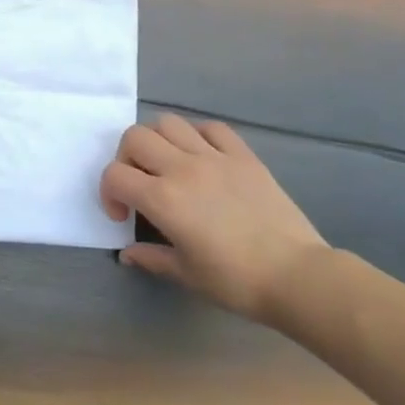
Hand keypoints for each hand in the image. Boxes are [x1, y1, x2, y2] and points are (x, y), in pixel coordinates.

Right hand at [102, 113, 328, 324]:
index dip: (108, 193)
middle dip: (126, 158)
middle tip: (139, 184)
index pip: (115, 175)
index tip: (123, 216)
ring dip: (158, 140)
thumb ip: (151, 257)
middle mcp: (183, 168)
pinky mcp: (243, 156)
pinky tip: (202, 156)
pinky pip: (212, 128)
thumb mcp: (186, 274)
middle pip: (135, 136)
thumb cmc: (236, 282)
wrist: (296, 276)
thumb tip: (128, 253)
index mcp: (163, 199)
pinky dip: (198, 135)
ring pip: (169, 123)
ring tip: (168, 165)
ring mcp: (215, 157)